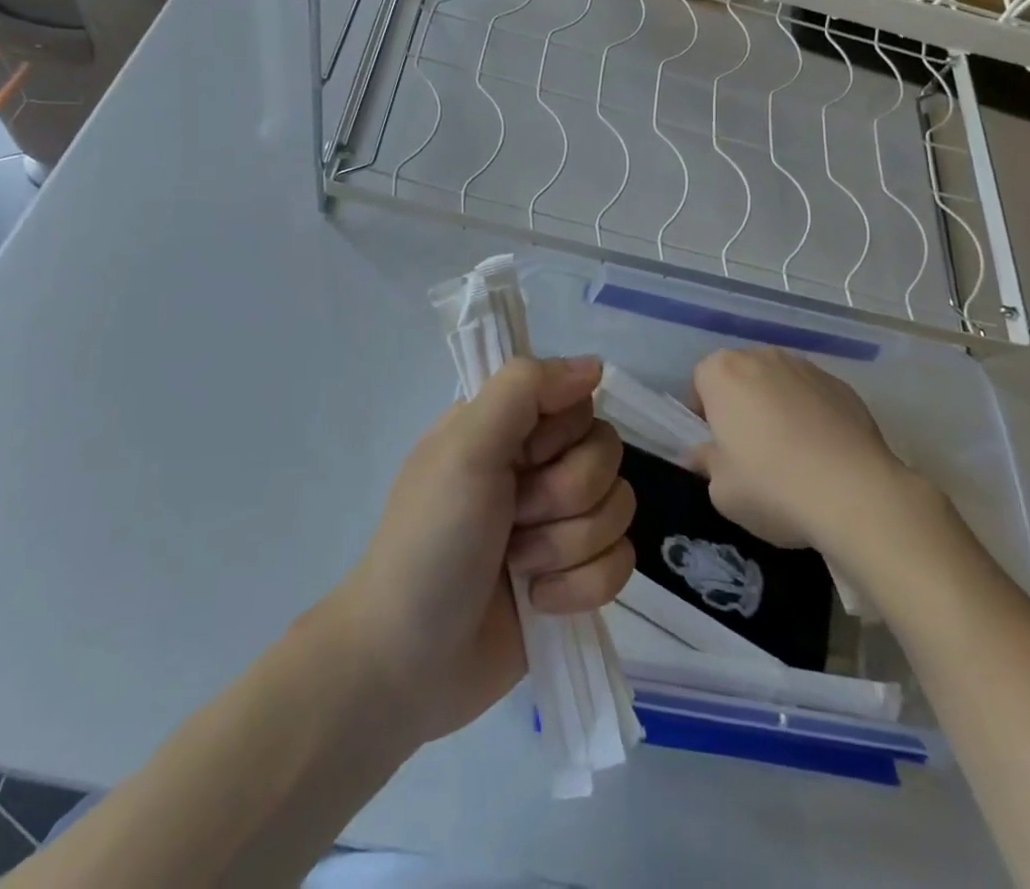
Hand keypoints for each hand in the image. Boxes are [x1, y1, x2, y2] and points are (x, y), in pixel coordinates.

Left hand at [331, 356, 634, 743]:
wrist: (408, 664)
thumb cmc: (430, 543)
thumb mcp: (465, 448)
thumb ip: (524, 389)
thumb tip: (595, 364)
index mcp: (507, 426)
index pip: (579, 402)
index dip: (561, 436)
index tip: (523, 458)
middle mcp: (537, 465)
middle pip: (606, 455)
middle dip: (563, 497)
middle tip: (512, 519)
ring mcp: (558, 522)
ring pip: (619, 508)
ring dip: (566, 546)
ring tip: (518, 566)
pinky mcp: (575, 576)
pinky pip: (621, 563)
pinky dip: (579, 587)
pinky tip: (537, 601)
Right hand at [688, 347, 912, 548]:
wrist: (854, 494)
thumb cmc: (771, 486)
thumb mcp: (721, 489)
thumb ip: (707, 463)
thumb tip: (704, 454)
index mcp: (724, 372)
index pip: (701, 380)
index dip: (704, 413)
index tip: (715, 445)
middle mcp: (763, 357)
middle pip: (741, 376)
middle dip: (741, 404)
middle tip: (749, 449)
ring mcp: (807, 368)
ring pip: (779, 383)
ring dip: (777, 406)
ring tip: (791, 453)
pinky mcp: (843, 386)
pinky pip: (814, 397)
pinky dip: (812, 415)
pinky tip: (822, 454)